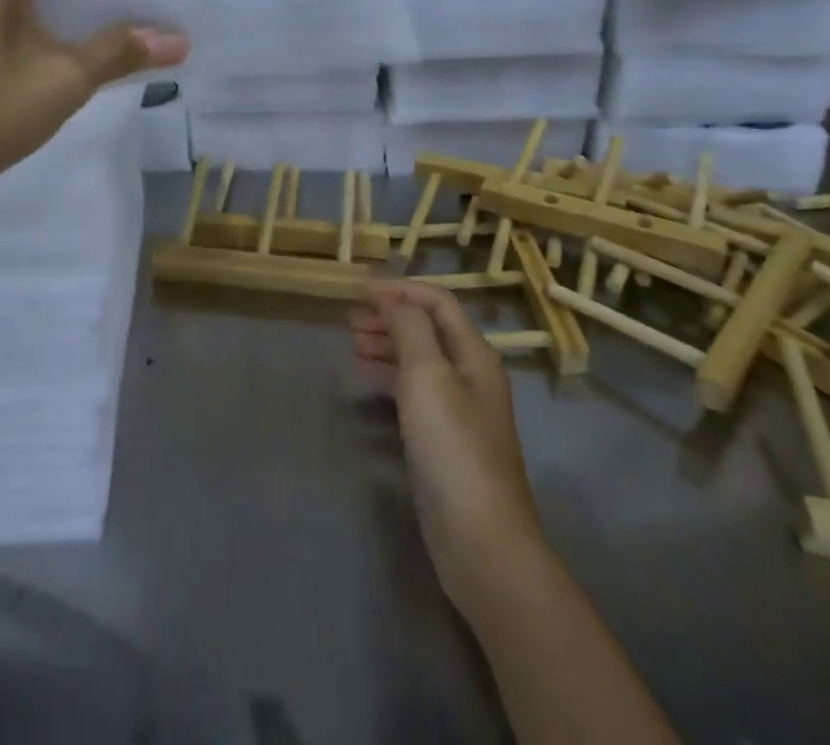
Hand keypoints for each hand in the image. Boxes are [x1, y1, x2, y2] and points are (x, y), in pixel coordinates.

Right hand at [351, 279, 546, 617]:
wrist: (480, 540)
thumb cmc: (453, 446)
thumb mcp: (428, 374)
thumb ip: (410, 328)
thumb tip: (393, 301)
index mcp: (474, 353)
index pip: (437, 302)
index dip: (400, 289)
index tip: (358, 288)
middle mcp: (470, 374)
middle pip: (427, 329)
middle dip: (390, 315)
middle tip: (349, 319)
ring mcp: (458, 408)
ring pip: (419, 358)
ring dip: (387, 343)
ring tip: (352, 343)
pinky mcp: (444, 439)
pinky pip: (413, 390)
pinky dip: (389, 375)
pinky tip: (367, 379)